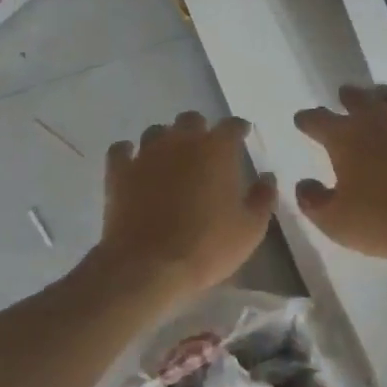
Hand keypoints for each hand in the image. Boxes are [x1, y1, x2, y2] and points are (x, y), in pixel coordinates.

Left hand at [100, 112, 275, 299]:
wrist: (148, 266)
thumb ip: (263, 197)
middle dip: (200, 131)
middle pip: (191, 120)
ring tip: (170, 159)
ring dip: (166, 140)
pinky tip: (134, 164)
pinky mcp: (119, 172)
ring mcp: (147, 154)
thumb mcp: (250, 229)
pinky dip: (129, 153)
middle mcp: (181, 142)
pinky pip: (122, 150)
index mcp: (217, 150)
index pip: (231, 125)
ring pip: (157, 131)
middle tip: (204, 152)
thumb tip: (267, 177)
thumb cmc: (207, 246)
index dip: (238, 129)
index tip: (242, 136)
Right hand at [293, 86, 386, 260]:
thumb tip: (304, 185)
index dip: (307, 120)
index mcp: (345, 137)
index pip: (317, 119)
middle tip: (343, 99)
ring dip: (381, 96)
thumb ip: (314, 202)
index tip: (302, 120)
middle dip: (346, 98)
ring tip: (379, 99)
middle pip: (356, 97)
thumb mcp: (338, 223)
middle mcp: (377, 117)